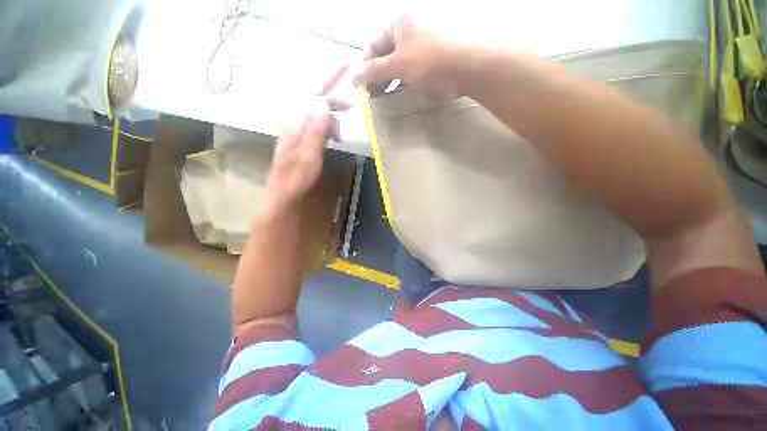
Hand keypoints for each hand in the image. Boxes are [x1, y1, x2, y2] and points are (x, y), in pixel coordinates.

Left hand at [262, 97, 349, 214]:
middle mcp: (292, 123)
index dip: (330, 99)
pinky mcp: (295, 139)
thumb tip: (324, 104)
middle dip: (331, 113)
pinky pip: (311, 127)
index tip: (348, 107)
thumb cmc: (298, 176)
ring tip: (336, 140)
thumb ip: (316, 129)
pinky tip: (327, 141)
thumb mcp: (310, 153)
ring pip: (313, 117)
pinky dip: (323, 130)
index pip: (311, 99)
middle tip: (341, 131)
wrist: (283, 192)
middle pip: (313, 106)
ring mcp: (293, 131)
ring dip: (328, 124)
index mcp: (295, 124)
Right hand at [354, 14, 471, 102]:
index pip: (373, 44)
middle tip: (374, 95)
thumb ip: (374, 70)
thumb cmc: (430, 61)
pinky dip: (406, 78)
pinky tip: (405, 90)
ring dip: (392, 79)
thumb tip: (353, 73)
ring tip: (388, 95)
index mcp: (399, 21)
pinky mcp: (435, 55)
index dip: (365, 66)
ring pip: (400, 61)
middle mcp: (411, 27)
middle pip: (387, 53)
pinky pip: (414, 66)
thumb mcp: (398, 65)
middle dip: (379, 74)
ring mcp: (425, 40)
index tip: (360, 87)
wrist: (470, 66)